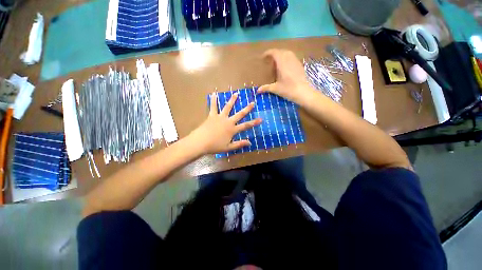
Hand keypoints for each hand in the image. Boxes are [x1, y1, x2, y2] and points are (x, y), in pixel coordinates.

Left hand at [189, 92, 261, 154]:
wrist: (200, 142)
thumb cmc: (215, 146)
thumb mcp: (228, 147)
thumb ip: (239, 144)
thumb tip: (250, 143)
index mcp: (232, 129)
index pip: (246, 125)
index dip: (254, 122)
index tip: (260, 119)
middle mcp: (228, 121)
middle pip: (239, 114)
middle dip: (247, 109)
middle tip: (252, 103)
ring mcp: (220, 117)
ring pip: (227, 107)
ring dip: (232, 100)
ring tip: (236, 94)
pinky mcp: (212, 116)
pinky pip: (213, 107)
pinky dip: (214, 100)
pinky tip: (214, 94)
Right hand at [258, 49, 313, 102]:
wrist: (304, 92)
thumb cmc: (288, 90)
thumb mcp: (276, 89)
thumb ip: (266, 88)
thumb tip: (257, 91)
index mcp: (282, 63)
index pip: (275, 53)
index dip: (268, 53)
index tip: (263, 57)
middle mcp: (289, 60)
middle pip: (281, 51)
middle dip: (274, 54)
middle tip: (269, 61)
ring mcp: (296, 62)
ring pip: (288, 53)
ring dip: (281, 55)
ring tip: (277, 63)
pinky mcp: (300, 65)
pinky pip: (292, 57)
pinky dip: (287, 58)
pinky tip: (285, 67)